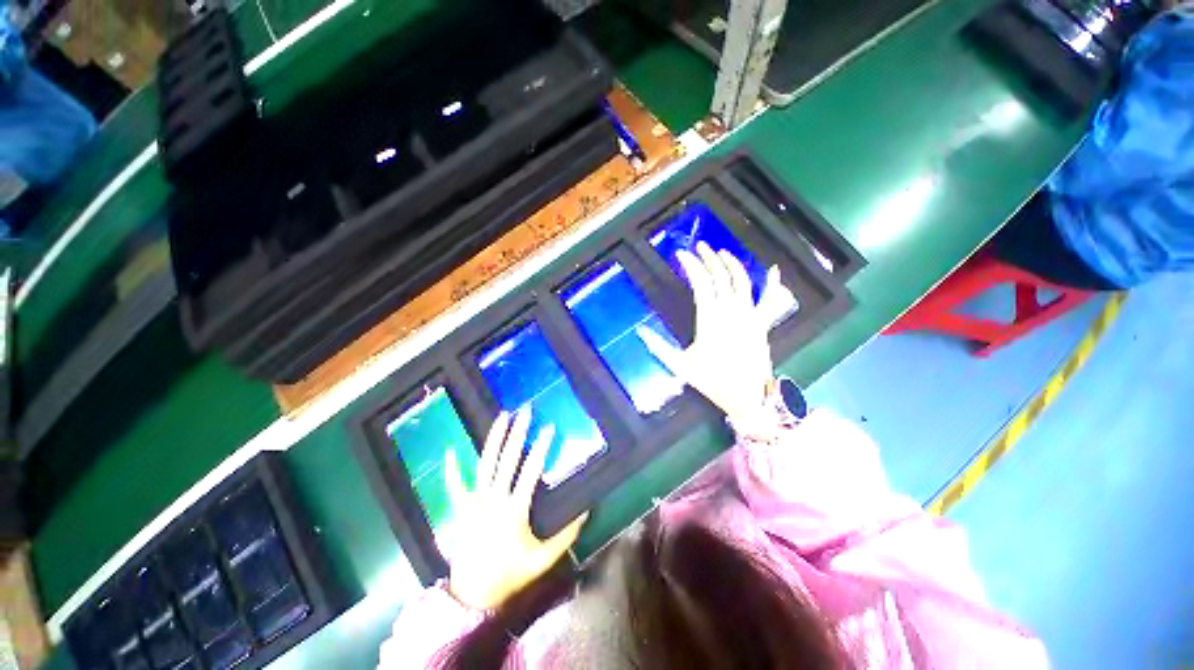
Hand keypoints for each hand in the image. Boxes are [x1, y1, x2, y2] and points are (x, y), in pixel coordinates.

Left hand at [447, 409, 586, 610]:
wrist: (473, 594)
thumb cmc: (511, 574)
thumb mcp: (544, 559)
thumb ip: (567, 536)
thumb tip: (587, 511)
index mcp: (515, 509)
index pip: (531, 470)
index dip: (542, 446)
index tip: (549, 427)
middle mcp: (494, 499)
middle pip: (507, 458)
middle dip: (518, 432)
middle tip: (525, 410)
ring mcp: (474, 501)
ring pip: (484, 463)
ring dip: (494, 438)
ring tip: (502, 416)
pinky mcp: (460, 508)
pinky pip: (454, 484)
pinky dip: (452, 467)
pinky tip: (451, 449)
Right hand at [637, 243, 794, 427]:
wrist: (748, 396)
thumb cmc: (713, 380)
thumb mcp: (680, 365)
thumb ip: (658, 347)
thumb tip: (639, 332)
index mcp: (711, 318)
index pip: (701, 282)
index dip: (691, 265)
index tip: (681, 254)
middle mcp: (731, 311)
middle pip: (721, 276)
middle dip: (709, 258)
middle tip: (700, 246)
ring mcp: (750, 315)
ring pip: (742, 281)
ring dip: (732, 264)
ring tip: (722, 253)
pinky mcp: (762, 323)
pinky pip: (770, 299)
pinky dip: (773, 284)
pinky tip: (773, 270)